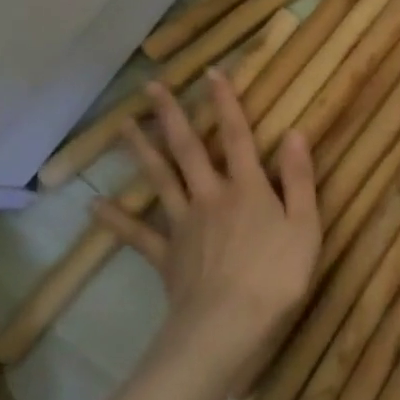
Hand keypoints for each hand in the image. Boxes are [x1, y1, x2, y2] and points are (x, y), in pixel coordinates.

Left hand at [97, 72, 319, 376]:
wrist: (228, 326)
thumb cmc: (277, 276)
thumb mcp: (305, 225)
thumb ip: (300, 178)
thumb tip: (294, 133)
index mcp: (247, 188)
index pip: (237, 136)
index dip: (226, 103)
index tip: (212, 72)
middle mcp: (211, 196)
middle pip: (188, 149)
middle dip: (172, 115)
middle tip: (151, 87)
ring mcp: (184, 224)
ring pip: (160, 179)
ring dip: (142, 151)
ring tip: (124, 126)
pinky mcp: (166, 255)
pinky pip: (138, 234)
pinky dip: (116, 220)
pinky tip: (94, 206)